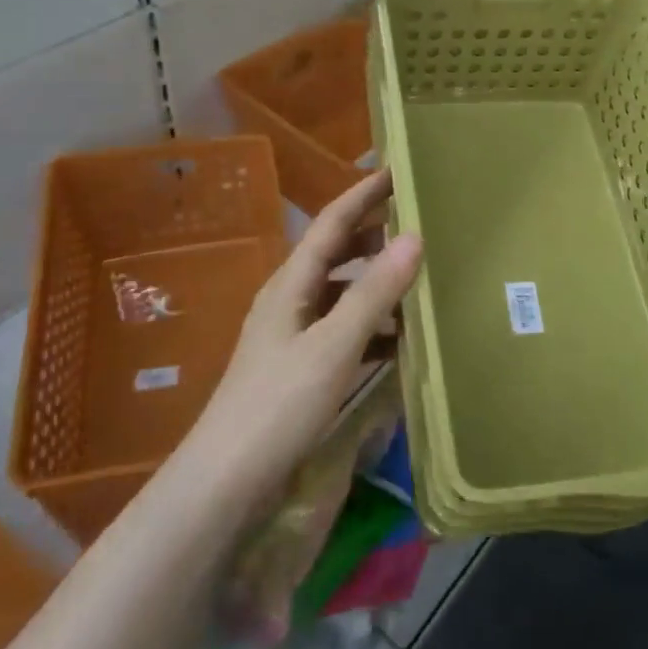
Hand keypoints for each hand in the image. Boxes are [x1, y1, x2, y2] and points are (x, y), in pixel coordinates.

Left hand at [185, 169, 422, 502]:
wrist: (227, 479)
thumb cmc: (279, 403)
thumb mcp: (334, 345)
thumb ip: (374, 293)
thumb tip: (414, 237)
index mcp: (292, 283)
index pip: (333, 222)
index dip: (364, 194)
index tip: (397, 169)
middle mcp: (291, 299)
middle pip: (337, 253)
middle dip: (375, 233)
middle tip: (420, 221)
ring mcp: (294, 335)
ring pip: (342, 293)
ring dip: (377, 281)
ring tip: (420, 277)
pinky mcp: (300, 367)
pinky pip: (344, 330)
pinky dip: (372, 325)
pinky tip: (401, 339)